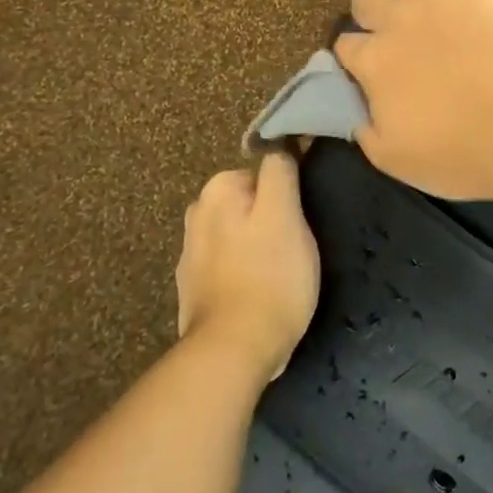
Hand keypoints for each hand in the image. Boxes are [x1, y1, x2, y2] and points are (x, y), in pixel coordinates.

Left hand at [176, 152, 319, 382]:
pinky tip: (259, 292)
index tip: (302, 219)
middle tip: (295, 248)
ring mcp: (191, 253)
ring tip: (280, 274)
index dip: (289, 194)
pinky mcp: (193, 288)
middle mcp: (197, 213)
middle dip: (272, 218)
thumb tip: (281, 141)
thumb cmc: (269, 275)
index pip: (267, 171)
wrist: (233, 352)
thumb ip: (280, 170)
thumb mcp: (285, 213)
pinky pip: (229, 265)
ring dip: (257, 246)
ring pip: (240, 233)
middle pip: (251, 202)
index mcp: (218, 189)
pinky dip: (244, 271)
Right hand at [335, 0, 492, 199]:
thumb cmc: (462, 154)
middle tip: (395, 27)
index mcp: (373, 63)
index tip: (368, 61)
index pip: (347, 45)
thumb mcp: (396, 160)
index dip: (356, 51)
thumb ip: (366, 131)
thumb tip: (356, 112)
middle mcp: (395, 20)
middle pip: (366, 0)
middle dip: (373, 12)